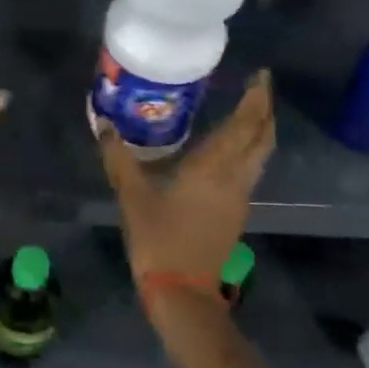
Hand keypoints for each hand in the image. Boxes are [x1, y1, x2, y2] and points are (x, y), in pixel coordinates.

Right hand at [98, 69, 276, 312]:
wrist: (182, 293)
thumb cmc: (160, 239)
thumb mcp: (132, 195)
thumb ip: (119, 157)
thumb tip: (104, 124)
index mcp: (214, 168)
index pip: (245, 126)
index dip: (256, 99)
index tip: (260, 74)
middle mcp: (235, 179)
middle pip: (262, 138)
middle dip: (264, 110)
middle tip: (257, 86)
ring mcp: (239, 198)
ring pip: (260, 155)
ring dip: (259, 130)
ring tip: (247, 109)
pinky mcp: (234, 213)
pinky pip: (250, 169)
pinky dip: (247, 149)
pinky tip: (228, 148)